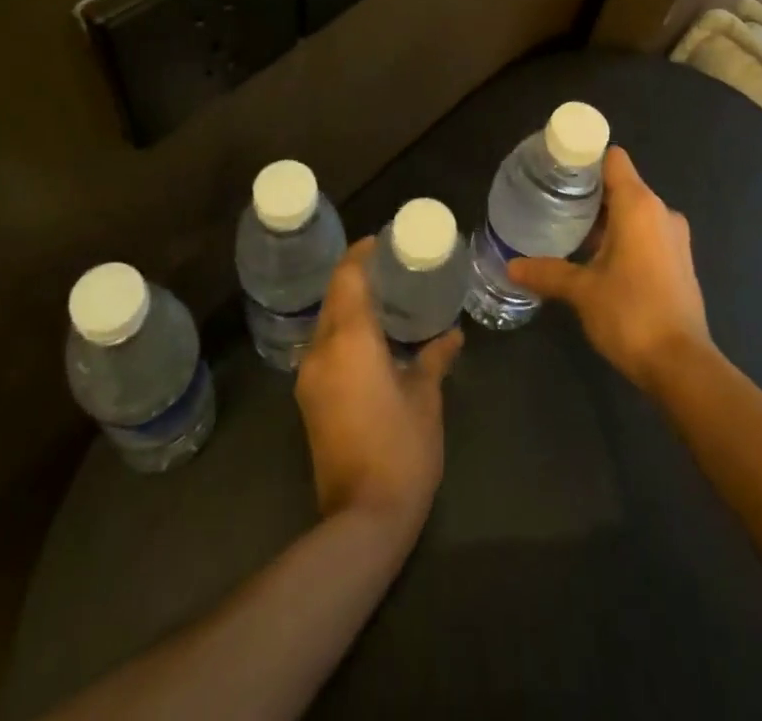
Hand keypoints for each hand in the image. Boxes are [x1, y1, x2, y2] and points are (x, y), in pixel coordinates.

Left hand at [295, 238, 461, 537]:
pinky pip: (325, 347)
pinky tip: (372, 338)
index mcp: (350, 340)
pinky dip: (344, 331)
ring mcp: (310, 377)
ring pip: (327, 322)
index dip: (362, 253)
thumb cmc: (401, 449)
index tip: (383, 241)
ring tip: (385, 298)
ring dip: (350, 305)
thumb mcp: (426, 398)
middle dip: (357, 276)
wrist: (361, 520)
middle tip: (392, 267)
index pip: (348, 277)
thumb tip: (452, 335)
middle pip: (334, 296)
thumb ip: (435, 358)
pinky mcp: (309, 399)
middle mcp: (321, 350)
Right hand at [508, 147, 710, 391]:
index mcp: (640, 205)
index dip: (586, 159)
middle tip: (552, 203)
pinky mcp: (679, 261)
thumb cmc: (631, 314)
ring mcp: (674, 237)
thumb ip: (547, 273)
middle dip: (589, 192)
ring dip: (606, 218)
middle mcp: (661, 212)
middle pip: (622, 184)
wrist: (681, 365)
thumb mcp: (582, 291)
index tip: (557, 170)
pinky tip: (596, 258)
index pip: (613, 159)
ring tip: (569, 230)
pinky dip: (623, 236)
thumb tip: (511, 267)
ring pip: (634, 212)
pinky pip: (646, 233)